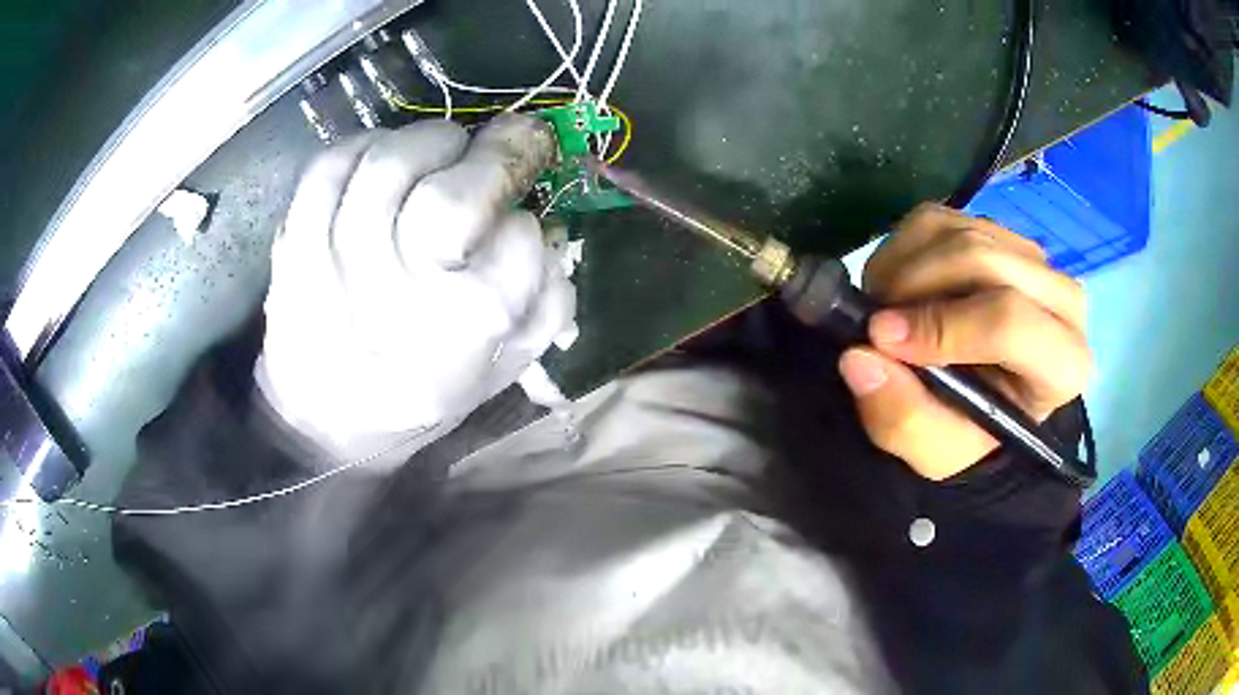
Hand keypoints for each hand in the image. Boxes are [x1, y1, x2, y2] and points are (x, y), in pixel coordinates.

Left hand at [256, 115, 574, 464]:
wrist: (324, 422)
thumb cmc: (419, 396)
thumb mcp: (500, 372)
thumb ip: (544, 304)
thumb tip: (548, 227)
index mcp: (463, 332)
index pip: (521, 242)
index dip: (526, 220)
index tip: (518, 218)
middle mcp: (400, 294)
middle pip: (453, 196)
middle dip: (493, 156)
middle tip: (501, 145)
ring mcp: (338, 263)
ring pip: (391, 162)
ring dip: (432, 140)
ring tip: (443, 151)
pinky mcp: (294, 243)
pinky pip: (332, 165)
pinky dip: (367, 145)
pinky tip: (384, 160)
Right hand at [837, 204, 1090, 480]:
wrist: (981, 402)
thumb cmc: (967, 433)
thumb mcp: (933, 450)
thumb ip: (902, 417)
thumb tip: (859, 358)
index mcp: (1063, 364)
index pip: (1010, 321)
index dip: (942, 325)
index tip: (881, 338)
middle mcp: (1062, 298)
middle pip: (983, 259)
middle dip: (915, 285)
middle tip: (873, 321)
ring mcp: (1032, 257)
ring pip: (958, 231)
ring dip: (904, 266)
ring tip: (884, 308)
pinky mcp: (998, 232)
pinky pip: (942, 218)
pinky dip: (903, 247)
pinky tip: (898, 286)